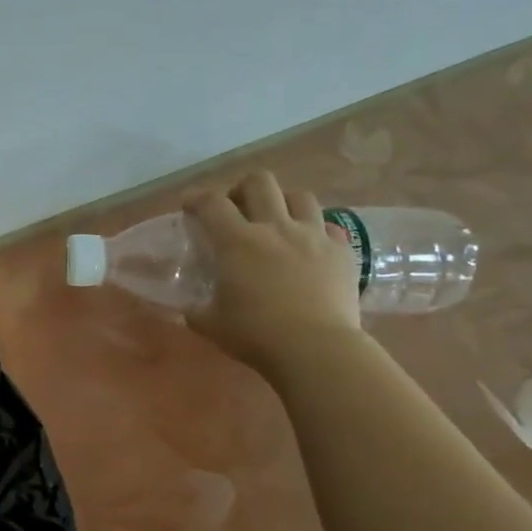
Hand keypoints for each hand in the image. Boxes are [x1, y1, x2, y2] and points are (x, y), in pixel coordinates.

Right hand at [185, 172, 360, 373]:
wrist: (316, 348)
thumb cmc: (255, 334)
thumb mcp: (210, 323)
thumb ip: (196, 308)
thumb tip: (189, 306)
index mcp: (237, 242)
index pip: (211, 203)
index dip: (196, 199)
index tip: (189, 206)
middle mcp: (275, 228)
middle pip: (260, 182)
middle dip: (242, 188)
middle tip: (236, 208)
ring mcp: (313, 236)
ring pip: (300, 196)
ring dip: (283, 203)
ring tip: (276, 222)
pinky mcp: (342, 251)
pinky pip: (329, 227)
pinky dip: (316, 230)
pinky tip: (309, 247)